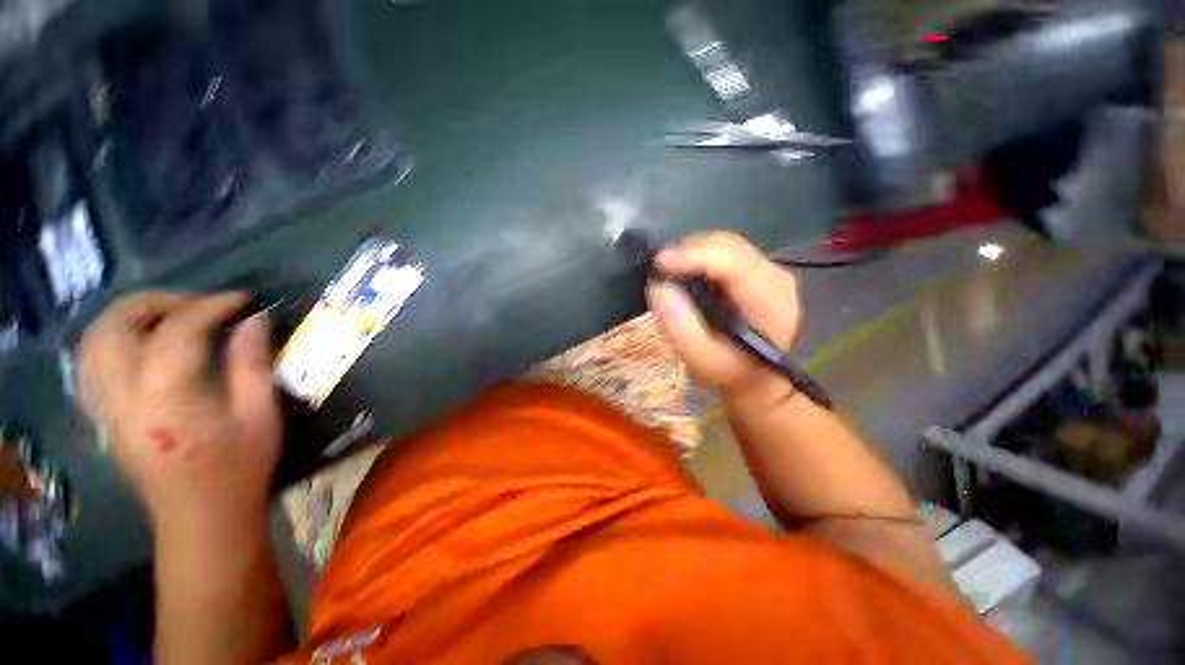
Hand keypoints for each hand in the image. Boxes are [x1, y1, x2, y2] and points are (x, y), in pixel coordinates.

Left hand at [76, 291, 280, 535]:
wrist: (201, 517)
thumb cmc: (239, 467)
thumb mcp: (259, 414)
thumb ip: (252, 363)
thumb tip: (255, 320)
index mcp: (166, 397)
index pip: (178, 330)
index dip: (211, 306)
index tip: (243, 300)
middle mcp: (123, 395)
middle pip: (117, 326)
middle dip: (158, 302)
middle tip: (199, 303)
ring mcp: (106, 405)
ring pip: (94, 340)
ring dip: (129, 316)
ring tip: (169, 315)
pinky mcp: (103, 414)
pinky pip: (91, 362)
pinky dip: (112, 338)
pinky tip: (141, 342)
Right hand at [647, 231, 800, 398]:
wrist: (757, 378)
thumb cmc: (730, 372)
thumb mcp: (701, 361)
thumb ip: (680, 328)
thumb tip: (660, 288)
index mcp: (770, 303)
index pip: (734, 262)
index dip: (694, 256)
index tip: (660, 263)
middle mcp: (778, 279)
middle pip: (730, 246)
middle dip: (690, 250)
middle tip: (660, 267)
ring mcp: (773, 271)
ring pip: (729, 244)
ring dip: (696, 251)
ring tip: (671, 268)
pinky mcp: (762, 270)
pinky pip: (729, 251)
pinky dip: (704, 256)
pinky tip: (689, 270)